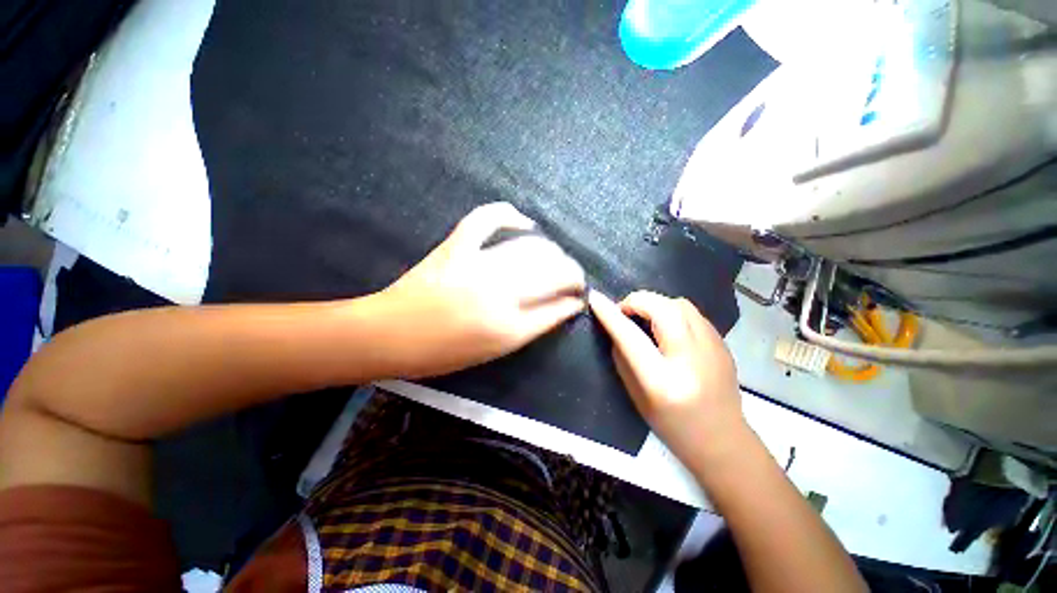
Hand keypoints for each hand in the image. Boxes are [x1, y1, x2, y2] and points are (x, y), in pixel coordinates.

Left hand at [376, 202, 585, 377]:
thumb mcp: (494, 351)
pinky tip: (524, 223)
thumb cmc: (442, 352)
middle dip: (572, 273)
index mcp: (507, 328)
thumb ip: (532, 327)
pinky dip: (509, 215)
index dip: (574, 300)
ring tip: (555, 258)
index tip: (578, 298)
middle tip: (572, 278)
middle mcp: (499, 293)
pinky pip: (487, 219)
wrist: (390, 334)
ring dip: (552, 251)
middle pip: (552, 273)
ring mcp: (477, 264)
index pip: (557, 308)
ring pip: (531, 248)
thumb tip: (563, 307)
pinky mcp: (457, 246)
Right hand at [588, 290, 745, 465]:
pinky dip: (672, 311)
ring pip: (680, 304)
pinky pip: (692, 313)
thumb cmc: (672, 426)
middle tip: (624, 311)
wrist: (723, 440)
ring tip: (645, 317)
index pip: (631, 337)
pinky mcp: (723, 343)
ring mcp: (714, 348)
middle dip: (637, 301)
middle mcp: (691, 359)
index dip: (610, 315)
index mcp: (663, 381)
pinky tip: (667, 327)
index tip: (595, 299)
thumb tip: (615, 326)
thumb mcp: (636, 396)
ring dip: (656, 304)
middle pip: (663, 309)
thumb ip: (623, 357)